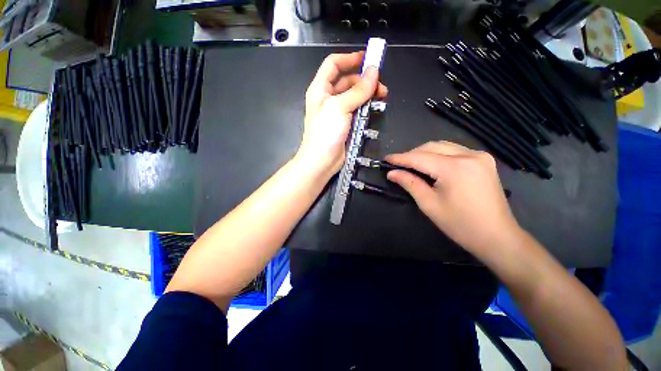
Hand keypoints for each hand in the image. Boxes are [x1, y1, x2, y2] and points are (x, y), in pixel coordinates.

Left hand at [296, 52, 387, 175]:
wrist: (322, 161)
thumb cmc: (326, 132)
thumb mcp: (340, 107)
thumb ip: (358, 90)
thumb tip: (374, 71)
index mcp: (320, 88)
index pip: (334, 64)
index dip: (350, 58)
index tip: (368, 58)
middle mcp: (328, 98)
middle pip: (347, 80)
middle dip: (364, 80)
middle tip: (381, 86)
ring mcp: (336, 112)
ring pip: (354, 96)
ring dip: (367, 94)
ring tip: (382, 96)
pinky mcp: (344, 124)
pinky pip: (356, 110)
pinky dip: (365, 107)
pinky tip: (374, 109)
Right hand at [386, 141, 521, 256]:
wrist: (496, 236)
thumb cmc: (459, 224)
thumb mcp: (429, 204)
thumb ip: (409, 183)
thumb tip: (392, 173)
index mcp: (454, 168)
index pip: (419, 157)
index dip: (400, 158)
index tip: (386, 158)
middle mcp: (469, 155)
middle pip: (432, 146)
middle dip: (412, 154)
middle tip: (398, 165)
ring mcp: (479, 156)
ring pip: (443, 146)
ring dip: (425, 153)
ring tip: (412, 164)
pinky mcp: (484, 160)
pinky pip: (455, 151)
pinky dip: (439, 155)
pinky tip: (432, 164)